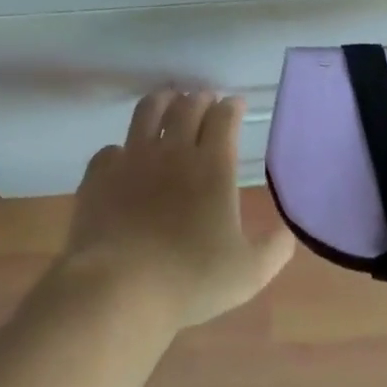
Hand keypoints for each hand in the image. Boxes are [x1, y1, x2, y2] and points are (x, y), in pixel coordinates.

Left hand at [61, 91, 295, 331]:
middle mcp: (172, 152)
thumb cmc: (190, 279)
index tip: (235, 104)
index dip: (231, 107)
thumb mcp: (249, 272)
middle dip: (200, 98)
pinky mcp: (99, 175)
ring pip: (147, 112)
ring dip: (163, 100)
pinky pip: (111, 149)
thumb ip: (275, 248)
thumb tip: (287, 231)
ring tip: (168, 100)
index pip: (223, 118)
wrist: (119, 288)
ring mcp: (131, 159)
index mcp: (213, 167)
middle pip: (187, 107)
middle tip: (206, 99)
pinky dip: (123, 148)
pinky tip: (124, 156)